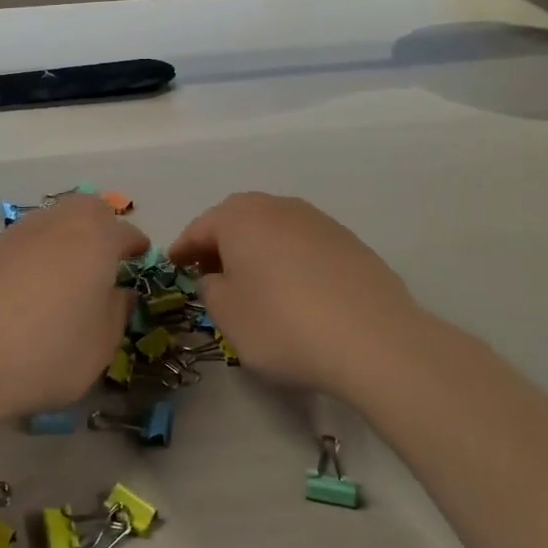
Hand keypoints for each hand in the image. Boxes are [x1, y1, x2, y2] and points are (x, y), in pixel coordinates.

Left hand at [0, 196, 147, 425]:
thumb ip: (116, 312)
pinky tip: (26, 290)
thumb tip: (118, 293)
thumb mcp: (100, 345)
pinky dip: (32, 257)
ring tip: (65, 275)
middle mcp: (55, 224)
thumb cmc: (48, 353)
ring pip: (50, 222)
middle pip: (84, 210)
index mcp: (95, 239)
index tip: (140, 257)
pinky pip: (20, 244)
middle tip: (104, 258)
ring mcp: (14, 235)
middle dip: (100, 226)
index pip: (124, 232)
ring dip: (64, 239)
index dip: (135, 245)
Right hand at [168, 193, 425, 399]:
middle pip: (238, 220)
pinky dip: (289, 260)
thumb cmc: (282, 324)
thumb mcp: (227, 315)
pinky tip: (294, 289)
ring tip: (253, 282)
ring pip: (273, 229)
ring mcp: (319, 221)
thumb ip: (209, 289)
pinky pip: (304, 245)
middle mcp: (279, 207)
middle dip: (220, 243)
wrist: (374, 340)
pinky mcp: (349, 242)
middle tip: (209, 272)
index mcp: (240, 217)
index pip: (200, 228)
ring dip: (257, 250)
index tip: (173, 265)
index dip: (183, 249)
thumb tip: (216, 277)